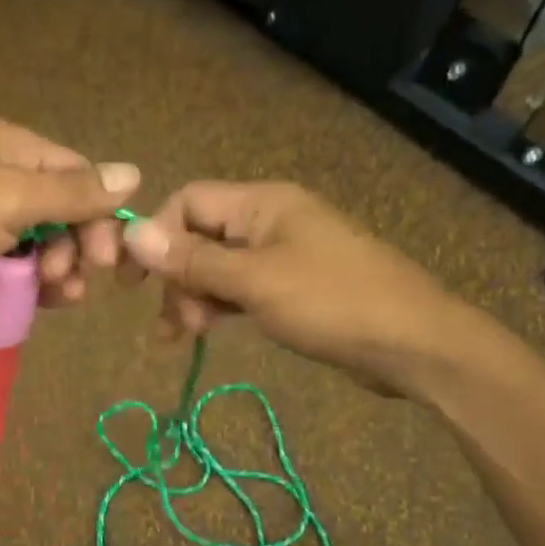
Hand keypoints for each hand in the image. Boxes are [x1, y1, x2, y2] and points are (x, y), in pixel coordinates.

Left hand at [0, 116, 139, 319]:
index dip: (99, 215)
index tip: (107, 259)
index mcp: (7, 146)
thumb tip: (135, 173)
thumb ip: (73, 192)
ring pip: (37, 243)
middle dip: (75, 247)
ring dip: (55, 269)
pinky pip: (10, 266)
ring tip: (57, 295)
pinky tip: (40, 301)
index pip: (76, 173)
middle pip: (60, 210)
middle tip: (72, 280)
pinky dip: (27, 282)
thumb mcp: (10, 199)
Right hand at [120, 182, 493, 396]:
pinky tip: (209, 331)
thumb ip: (192, 259)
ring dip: (195, 297)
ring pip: (218, 267)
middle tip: (172, 324)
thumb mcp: (254, 281)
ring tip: (188, 336)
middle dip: (177, 277)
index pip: (188, 202)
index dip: (155, 236)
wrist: (412, 343)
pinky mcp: (293, 287)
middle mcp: (269, 220)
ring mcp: (283, 254)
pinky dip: (221, 306)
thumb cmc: (331, 302)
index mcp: (262, 203)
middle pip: (199, 236)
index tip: (133, 282)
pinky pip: (241, 288)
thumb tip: (131, 234)